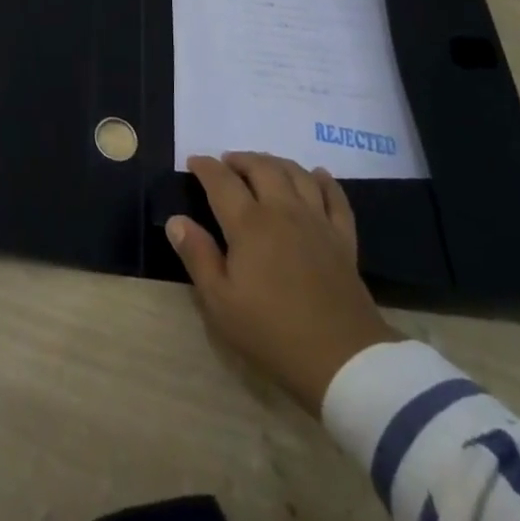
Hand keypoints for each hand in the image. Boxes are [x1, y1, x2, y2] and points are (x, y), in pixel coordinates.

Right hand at [168, 152, 401, 414]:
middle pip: (261, 168)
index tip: (194, 162)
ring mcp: (317, 222)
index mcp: (249, 224)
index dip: (205, 167)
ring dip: (276, 162)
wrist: (343, 361)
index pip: (221, 181)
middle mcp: (283, 211)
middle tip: (227, 162)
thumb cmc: (272, 332)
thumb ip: (197, 256)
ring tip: (263, 165)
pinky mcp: (342, 239)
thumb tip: (176, 220)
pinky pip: (335, 198)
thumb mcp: (220, 302)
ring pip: (296, 174)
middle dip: (240, 159)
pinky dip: (324, 180)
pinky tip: (316, 175)